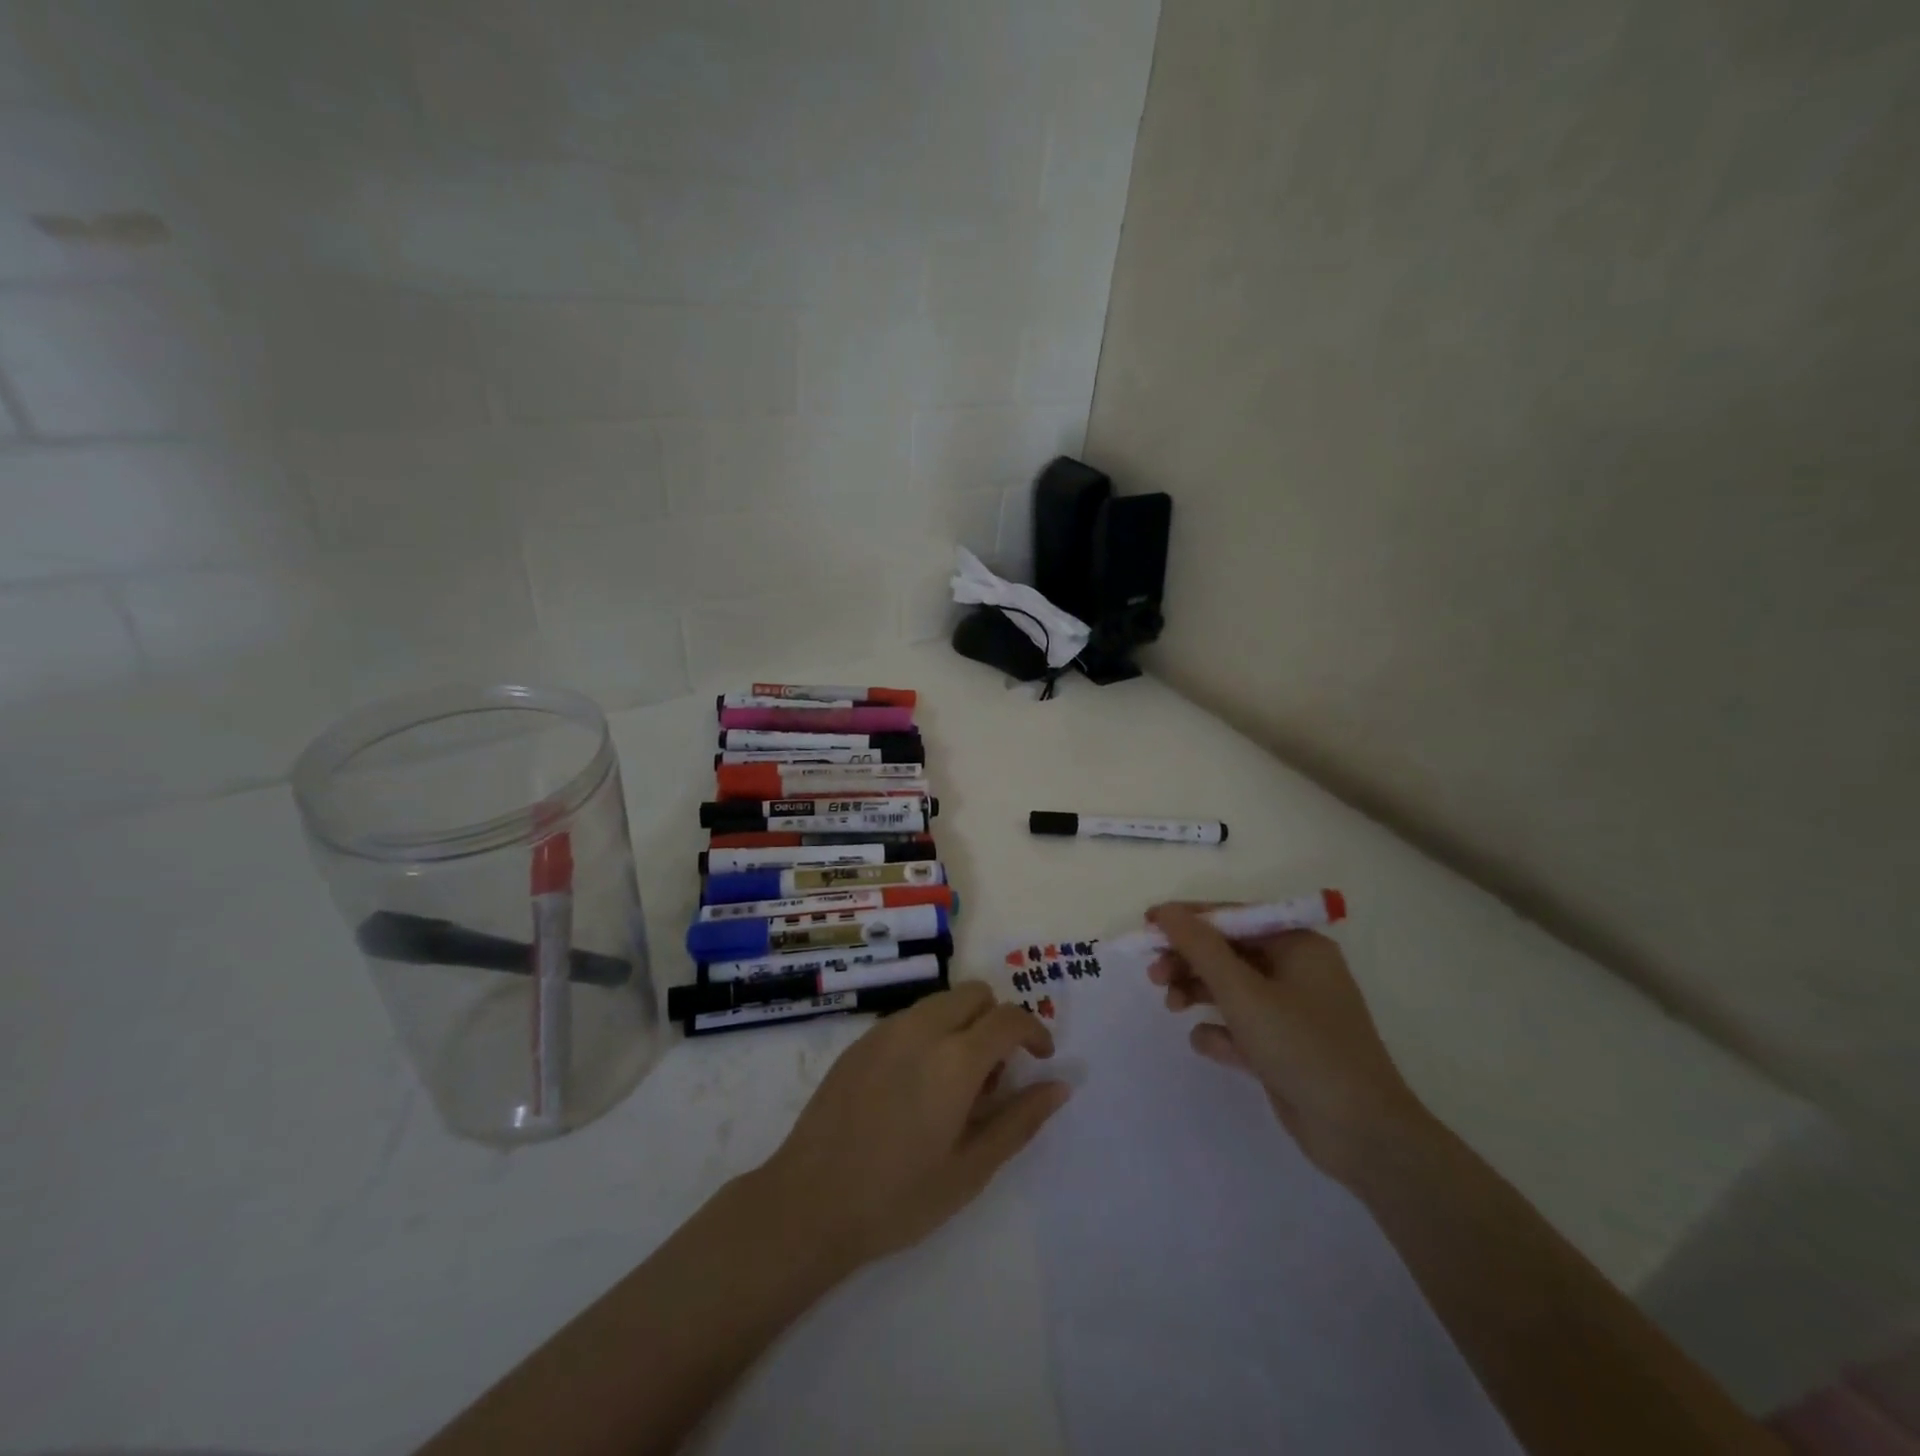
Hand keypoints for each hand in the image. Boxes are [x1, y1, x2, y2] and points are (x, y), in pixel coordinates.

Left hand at [759, 982, 1068, 1270]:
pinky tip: (915, 1087)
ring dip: (962, 1024)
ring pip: (941, 1002)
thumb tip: (1059, 1085)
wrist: (809, 1202)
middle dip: (996, 1020)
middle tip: (993, 1076)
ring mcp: (886, 1030)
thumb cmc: (898, 1197)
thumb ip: (1020, 1120)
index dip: (1034, 1031)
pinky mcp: (860, 1040)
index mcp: (955, 1058)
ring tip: (953, 1085)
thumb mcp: (971, 1168)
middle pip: (975, 993)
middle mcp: (922, 1028)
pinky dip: (930, 1032)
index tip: (1041, 1059)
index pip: (1008, 1018)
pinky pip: (910, 1017)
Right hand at [1146, 903, 1429, 1182]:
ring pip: (1231, 988)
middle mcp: (1297, 971)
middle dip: (1189, 961)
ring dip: (1197, 992)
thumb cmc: (1302, 1047)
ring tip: (1171, 1007)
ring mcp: (1292, 1011)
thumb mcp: (1243, 992)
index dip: (1188, 919)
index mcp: (1298, 946)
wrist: (1362, 1135)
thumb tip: (1165, 911)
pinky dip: (1220, 1030)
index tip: (1147, 927)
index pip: (1233, 917)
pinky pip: (1241, 1025)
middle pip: (1228, 952)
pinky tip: (1208, 1043)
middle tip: (1153, 975)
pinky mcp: (1284, 1047)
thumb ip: (1199, 947)